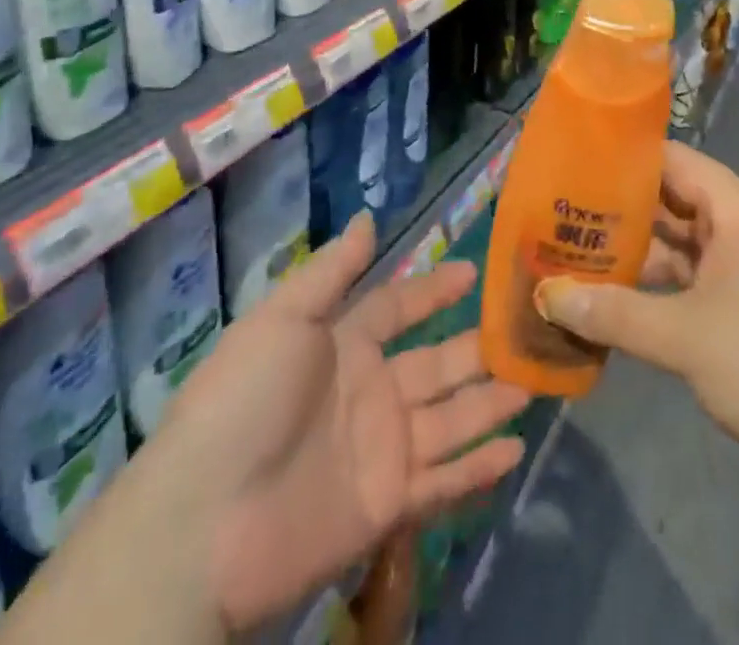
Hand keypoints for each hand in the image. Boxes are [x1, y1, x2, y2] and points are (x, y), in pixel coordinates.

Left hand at [155, 213, 529, 631]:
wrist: (205, 522)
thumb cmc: (245, 400)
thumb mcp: (285, 318)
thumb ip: (333, 271)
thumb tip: (368, 216)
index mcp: (342, 346)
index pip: (397, 308)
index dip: (432, 290)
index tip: (473, 270)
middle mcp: (369, 392)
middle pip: (435, 363)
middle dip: (476, 346)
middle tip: (525, 330)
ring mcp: (381, 449)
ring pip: (450, 418)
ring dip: (489, 401)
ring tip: (533, 381)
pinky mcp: (387, 504)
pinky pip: (443, 481)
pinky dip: (478, 468)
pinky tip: (516, 447)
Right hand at [535, 144, 738, 484]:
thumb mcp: (687, 338)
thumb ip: (614, 314)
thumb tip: (546, 296)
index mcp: (738, 210)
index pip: (672, 160)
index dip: (622, 157)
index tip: (569, 163)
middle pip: (669, 205)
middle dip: (616, 213)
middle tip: (555, 217)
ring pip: (678, 250)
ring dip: (632, 259)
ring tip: (569, 260)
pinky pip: (690, 288)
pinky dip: (654, 294)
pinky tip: (611, 309)